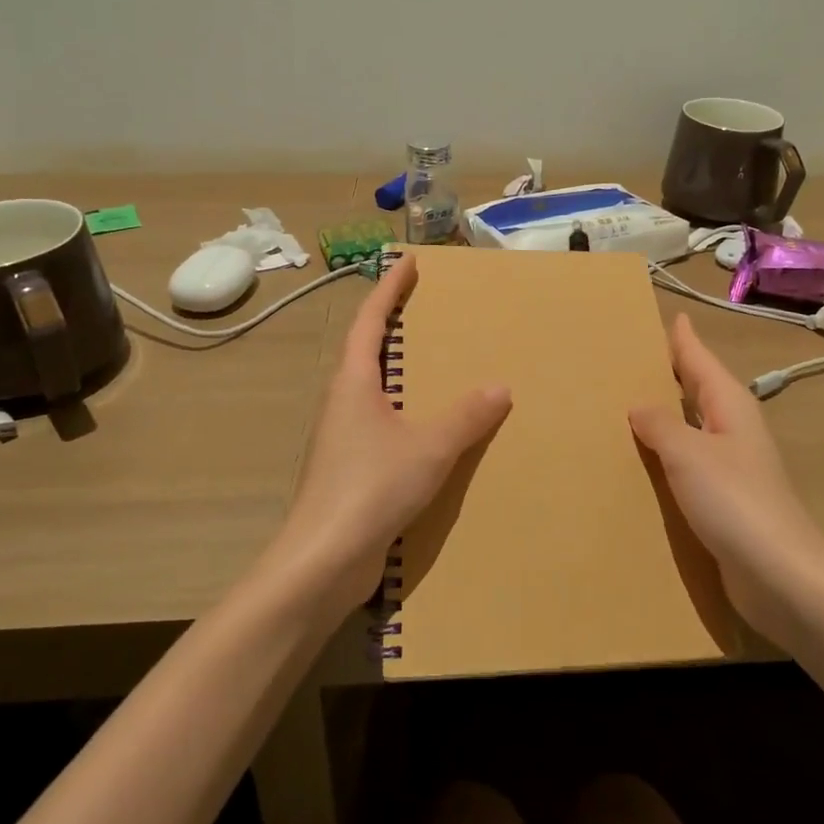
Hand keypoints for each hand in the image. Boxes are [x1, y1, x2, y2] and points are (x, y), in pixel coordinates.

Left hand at [275, 254, 511, 617]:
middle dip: (392, 327)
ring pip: (373, 392)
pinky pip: (382, 426)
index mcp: (353, 383)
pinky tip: (430, 432)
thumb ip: (467, 416)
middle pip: (366, 352)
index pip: (370, 320)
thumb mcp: (430, 446)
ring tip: (435, 368)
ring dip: (398, 374)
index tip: (407, 262)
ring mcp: (342, 439)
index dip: (389, 288)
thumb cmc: (371, 487)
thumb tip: (499, 387)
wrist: (323, 561)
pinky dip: (406, 414)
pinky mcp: (349, 471)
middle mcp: (342, 403)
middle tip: (427, 311)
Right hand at [629, 314, 823, 644]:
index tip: (669, 314)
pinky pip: (690, 462)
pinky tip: (645, 462)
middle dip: (670, 371)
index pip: (699, 358)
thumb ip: (660, 424)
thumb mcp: (688, 453)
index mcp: (729, 404)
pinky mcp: (727, 500)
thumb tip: (640, 405)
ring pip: (692, 426)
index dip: (682, 338)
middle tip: (631, 356)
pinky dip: (668, 453)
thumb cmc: (735, 502)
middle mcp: (733, 427)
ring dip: (666, 414)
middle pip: (698, 388)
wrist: (782, 577)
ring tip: (626, 404)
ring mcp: (732, 465)